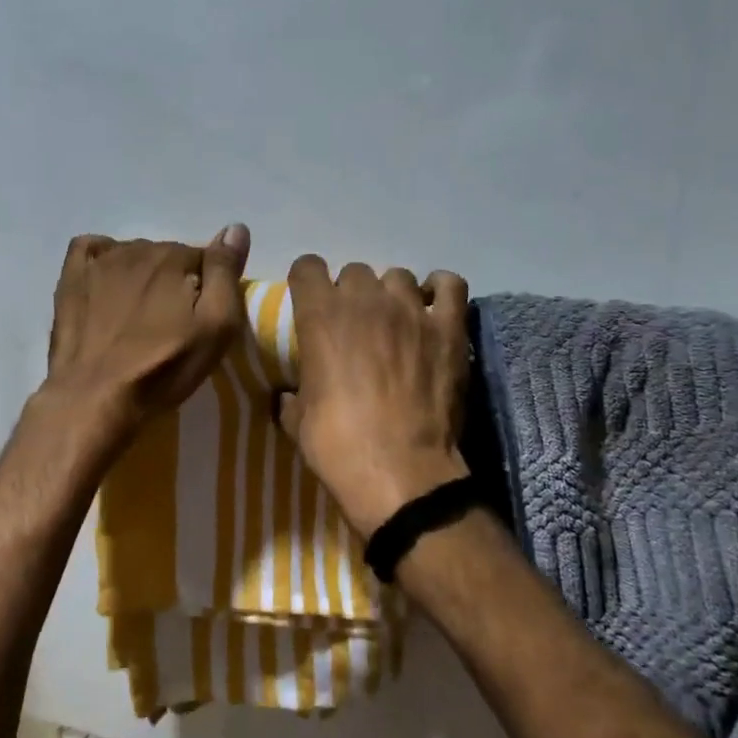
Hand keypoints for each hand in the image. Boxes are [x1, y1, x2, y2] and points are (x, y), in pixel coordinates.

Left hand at [44, 224, 250, 434]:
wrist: (95, 396)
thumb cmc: (163, 368)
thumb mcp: (215, 328)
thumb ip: (226, 274)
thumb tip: (236, 228)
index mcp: (174, 257)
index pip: (203, 257)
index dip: (207, 287)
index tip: (201, 318)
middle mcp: (137, 249)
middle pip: (167, 256)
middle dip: (175, 281)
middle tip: (173, 323)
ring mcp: (100, 262)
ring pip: (133, 254)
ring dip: (142, 275)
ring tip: (141, 314)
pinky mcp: (71, 278)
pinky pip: (90, 249)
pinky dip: (103, 258)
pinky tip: (107, 282)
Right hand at [275, 258, 470, 537]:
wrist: (398, 471)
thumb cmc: (337, 445)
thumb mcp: (297, 420)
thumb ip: (292, 396)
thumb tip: (287, 396)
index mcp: (320, 315)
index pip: (307, 266)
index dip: (307, 282)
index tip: (311, 302)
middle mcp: (364, 299)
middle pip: (354, 272)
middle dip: (351, 294)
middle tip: (355, 326)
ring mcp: (411, 310)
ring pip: (398, 276)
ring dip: (391, 295)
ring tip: (396, 322)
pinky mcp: (448, 328)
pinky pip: (449, 285)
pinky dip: (440, 291)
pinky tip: (433, 308)